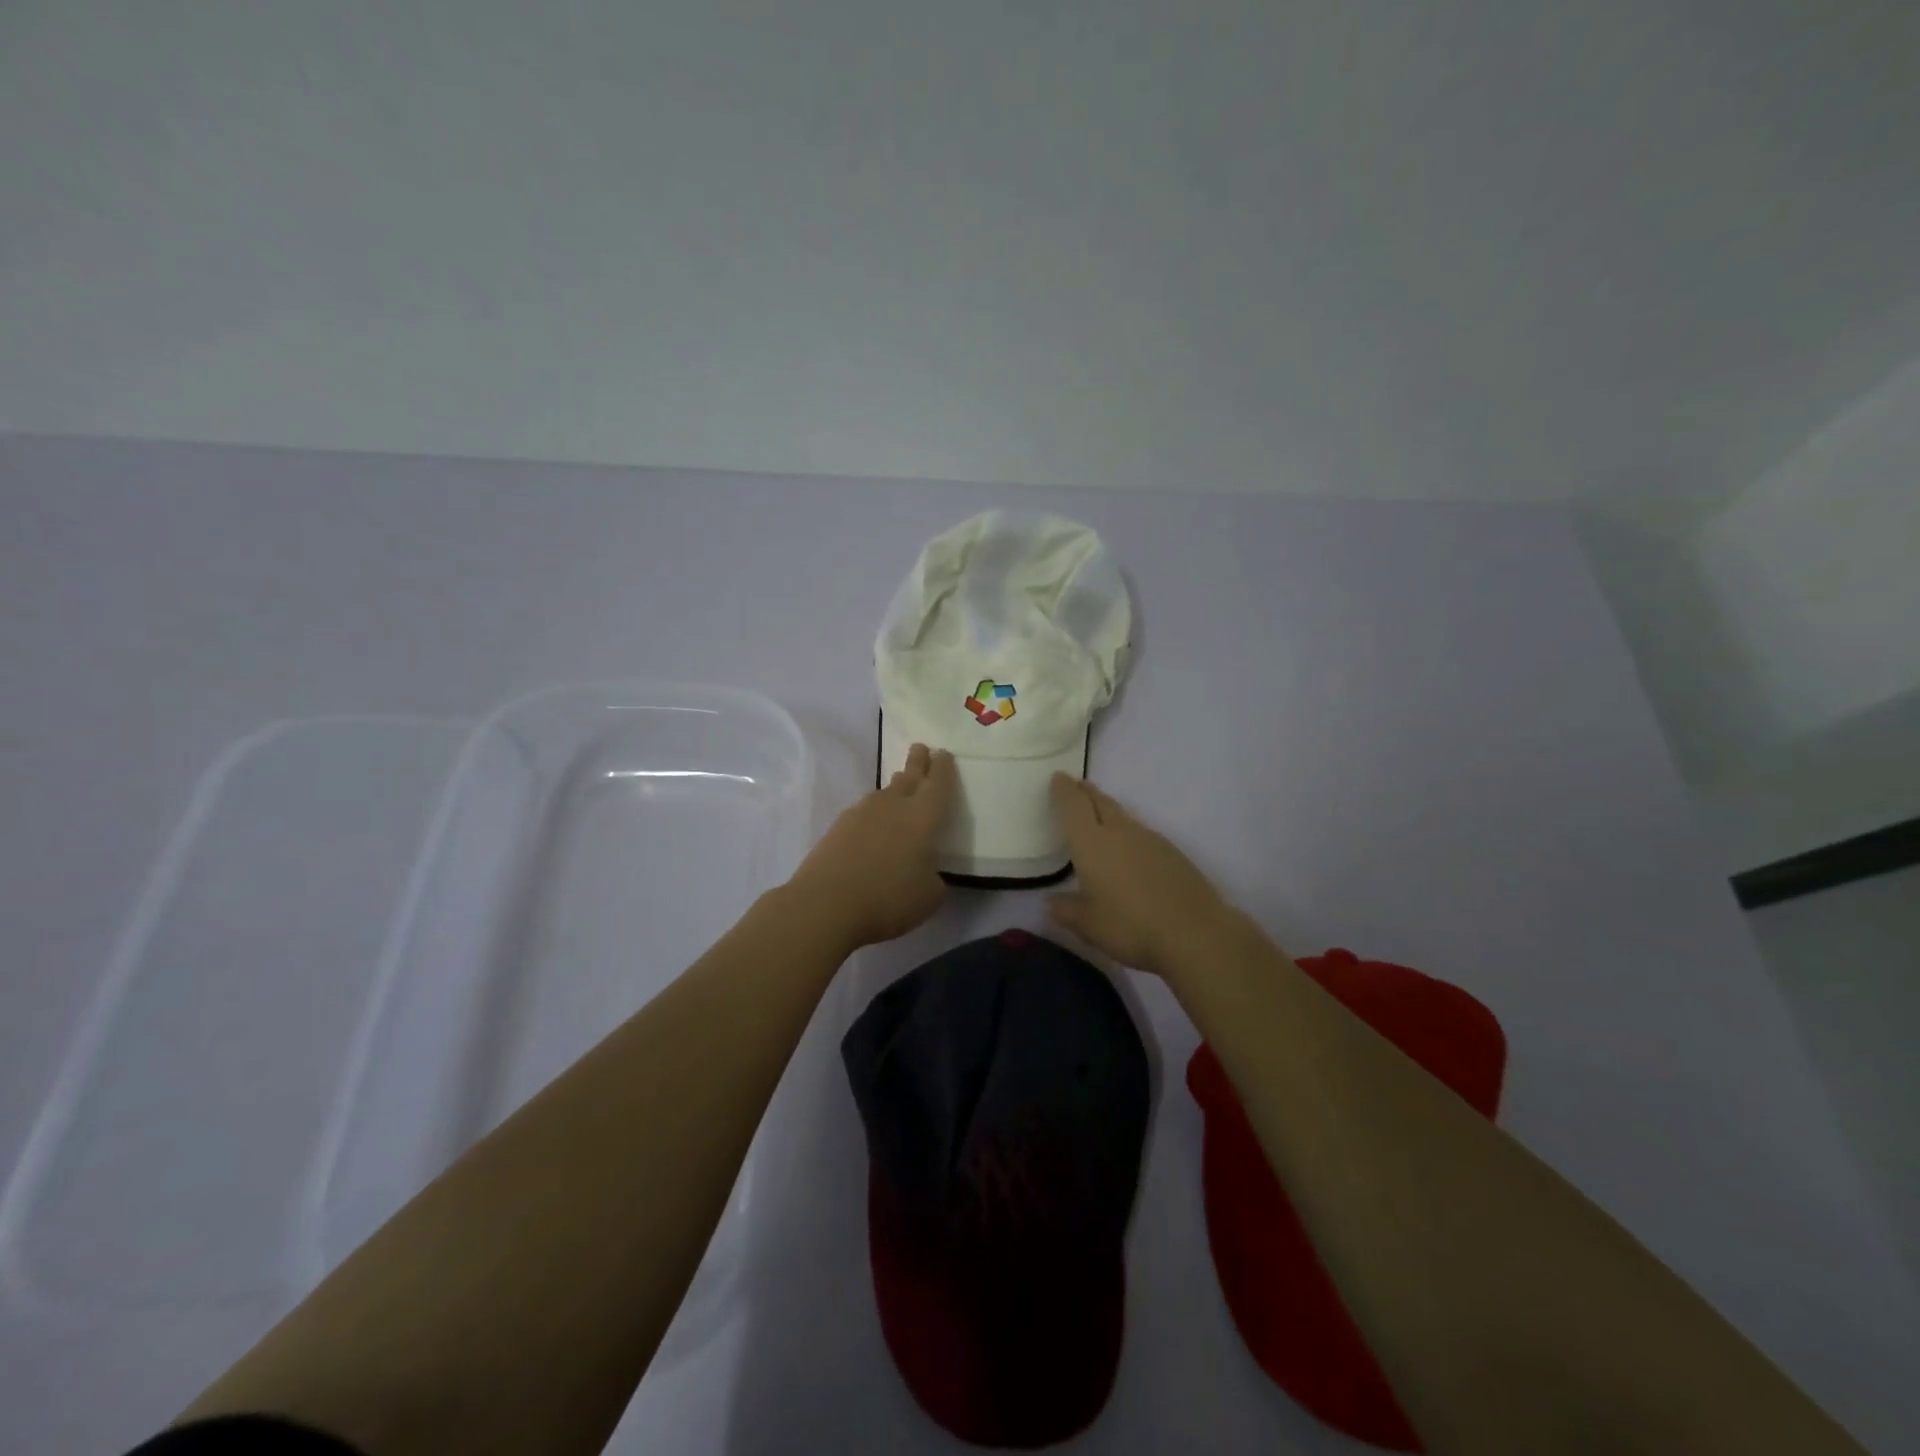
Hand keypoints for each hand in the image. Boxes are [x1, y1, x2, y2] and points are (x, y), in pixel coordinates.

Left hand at [786, 743, 957, 949]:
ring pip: (885, 792)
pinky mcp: (839, 826)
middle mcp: (894, 805)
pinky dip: (875, 813)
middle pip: (909, 776)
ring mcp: (863, 812)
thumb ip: (935, 878)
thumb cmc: (889, 898)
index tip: (944, 754)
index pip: (939, 783)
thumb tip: (927, 872)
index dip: (944, 768)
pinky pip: (865, 811)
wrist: (826, 904)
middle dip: (917, 762)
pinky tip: (874, 824)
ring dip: (896, 787)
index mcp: (924, 816)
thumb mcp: (930, 896)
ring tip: (901, 785)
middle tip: (920, 748)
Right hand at [1047, 775, 1230, 976]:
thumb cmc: (1131, 926)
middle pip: (1101, 802)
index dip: (1063, 791)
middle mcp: (1120, 832)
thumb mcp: (1087, 925)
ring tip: (1098, 814)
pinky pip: (1142, 833)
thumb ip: (1065, 910)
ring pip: (1123, 816)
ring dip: (1107, 810)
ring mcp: (1150, 839)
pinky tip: (1129, 849)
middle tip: (1076, 786)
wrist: (1196, 934)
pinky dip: (1128, 832)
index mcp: (1092, 843)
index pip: (1073, 806)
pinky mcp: (1173, 852)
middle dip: (1086, 792)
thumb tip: (1051, 902)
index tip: (1058, 778)